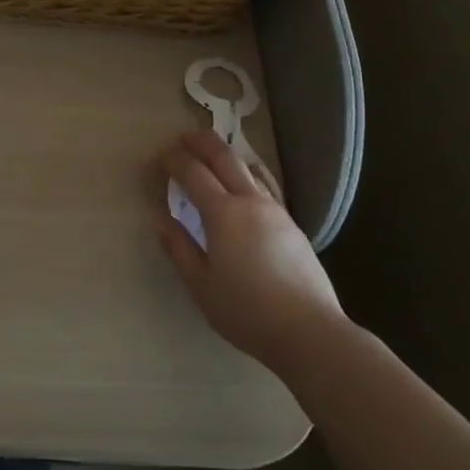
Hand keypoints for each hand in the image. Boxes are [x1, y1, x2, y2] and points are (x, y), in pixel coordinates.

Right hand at [157, 129, 345, 377]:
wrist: (310, 331)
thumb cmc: (247, 311)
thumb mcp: (201, 285)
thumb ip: (179, 248)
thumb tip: (161, 219)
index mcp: (223, 213)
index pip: (193, 172)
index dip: (173, 160)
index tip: (159, 157)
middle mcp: (250, 201)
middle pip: (224, 156)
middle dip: (201, 142)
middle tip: (183, 138)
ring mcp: (275, 210)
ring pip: (247, 168)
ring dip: (224, 155)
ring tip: (209, 157)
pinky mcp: (291, 224)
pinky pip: (261, 186)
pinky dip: (243, 175)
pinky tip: (240, 188)